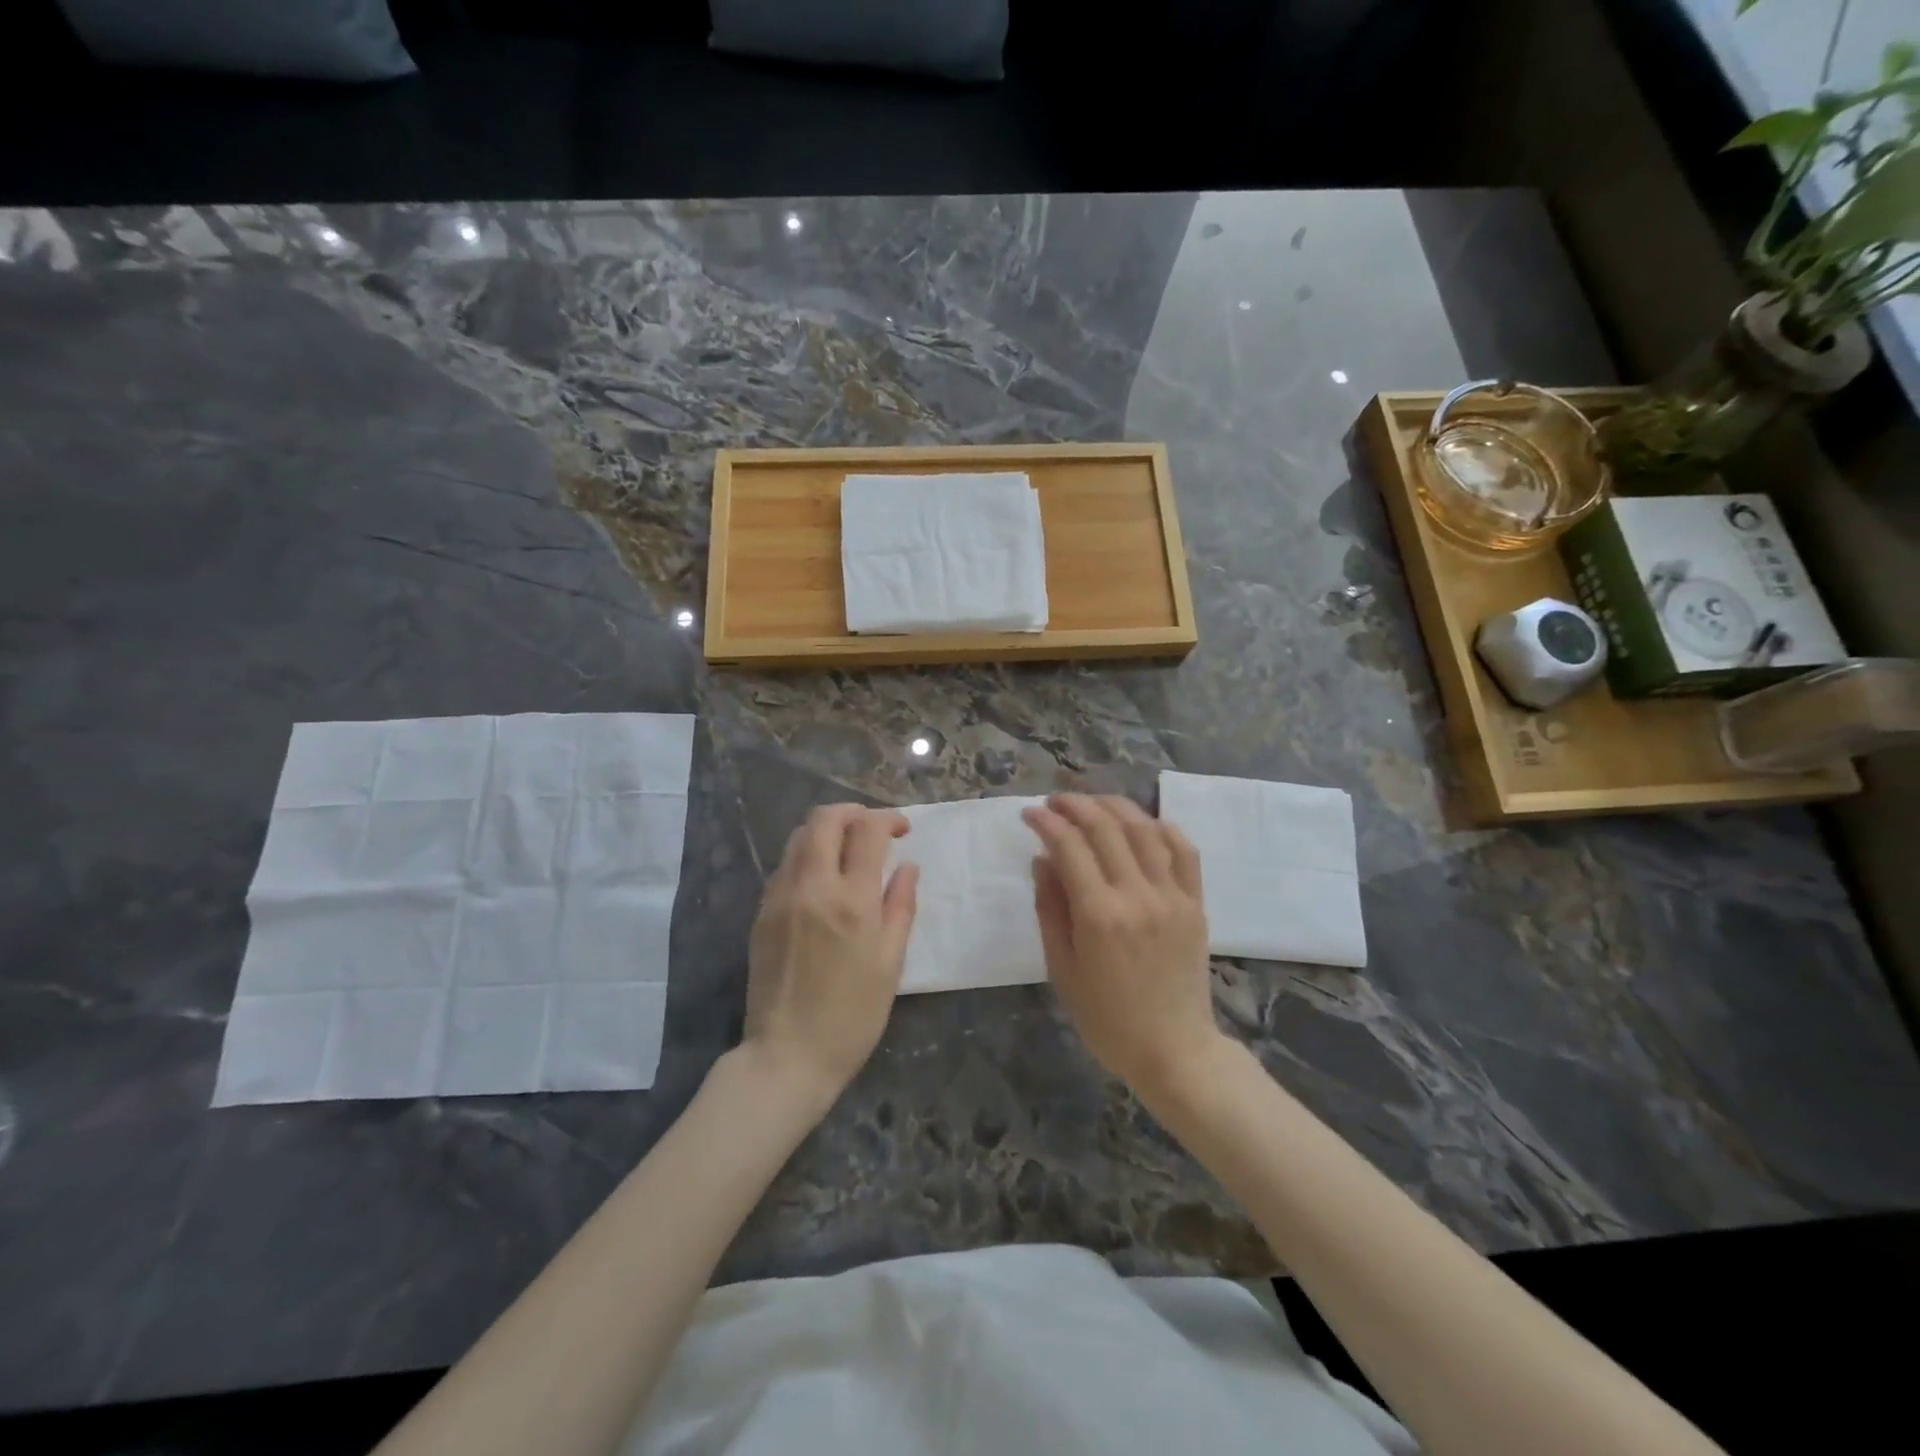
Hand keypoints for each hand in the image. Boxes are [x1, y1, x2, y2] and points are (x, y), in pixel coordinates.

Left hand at [744, 804, 918, 1110]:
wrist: (787, 1055)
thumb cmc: (852, 1016)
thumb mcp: (891, 963)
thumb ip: (900, 906)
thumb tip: (907, 867)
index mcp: (851, 901)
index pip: (867, 831)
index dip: (887, 819)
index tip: (902, 830)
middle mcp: (811, 887)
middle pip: (824, 819)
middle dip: (852, 812)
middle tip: (873, 828)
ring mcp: (779, 897)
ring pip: (798, 837)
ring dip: (826, 831)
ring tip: (847, 850)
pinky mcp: (761, 913)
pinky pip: (784, 866)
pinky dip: (806, 856)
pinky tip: (822, 880)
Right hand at [1023, 793, 1224, 1097]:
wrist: (1173, 1049)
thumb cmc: (1107, 1018)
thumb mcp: (1062, 969)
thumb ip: (1050, 909)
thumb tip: (1043, 860)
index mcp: (1099, 915)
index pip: (1069, 847)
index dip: (1046, 823)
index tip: (1029, 814)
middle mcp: (1137, 895)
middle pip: (1105, 828)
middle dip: (1076, 805)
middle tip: (1055, 802)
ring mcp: (1172, 896)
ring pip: (1144, 830)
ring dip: (1115, 807)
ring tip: (1092, 803)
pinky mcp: (1195, 903)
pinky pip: (1184, 851)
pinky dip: (1163, 827)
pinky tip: (1144, 822)